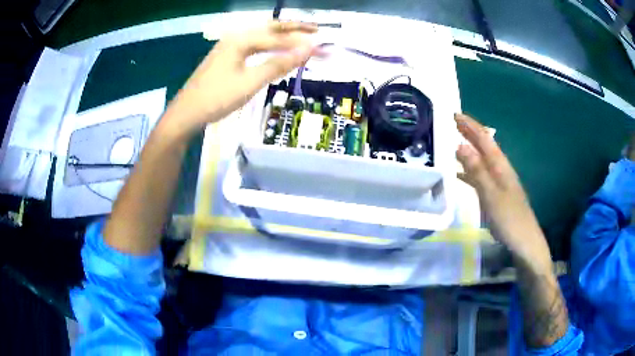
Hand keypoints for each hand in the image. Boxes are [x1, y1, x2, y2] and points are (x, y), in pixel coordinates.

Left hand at [167, 21, 319, 133]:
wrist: (186, 113)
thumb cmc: (217, 98)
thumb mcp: (250, 82)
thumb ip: (279, 64)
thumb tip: (308, 50)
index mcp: (241, 40)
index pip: (279, 38)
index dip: (302, 43)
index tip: (323, 48)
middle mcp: (236, 37)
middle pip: (270, 28)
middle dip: (294, 27)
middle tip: (316, 29)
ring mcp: (229, 46)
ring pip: (261, 36)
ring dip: (282, 35)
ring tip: (301, 36)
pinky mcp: (226, 56)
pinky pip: (253, 45)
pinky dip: (269, 45)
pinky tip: (274, 49)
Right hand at [455, 113, 551, 267]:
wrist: (524, 241)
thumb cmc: (509, 218)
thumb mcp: (491, 194)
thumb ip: (477, 170)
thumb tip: (460, 144)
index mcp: (500, 165)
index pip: (484, 138)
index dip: (470, 125)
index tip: (454, 114)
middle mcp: (500, 169)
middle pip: (484, 146)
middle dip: (469, 133)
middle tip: (451, 123)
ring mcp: (499, 182)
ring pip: (481, 160)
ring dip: (468, 150)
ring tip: (452, 144)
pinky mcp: (496, 194)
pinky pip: (480, 176)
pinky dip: (469, 171)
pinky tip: (459, 174)